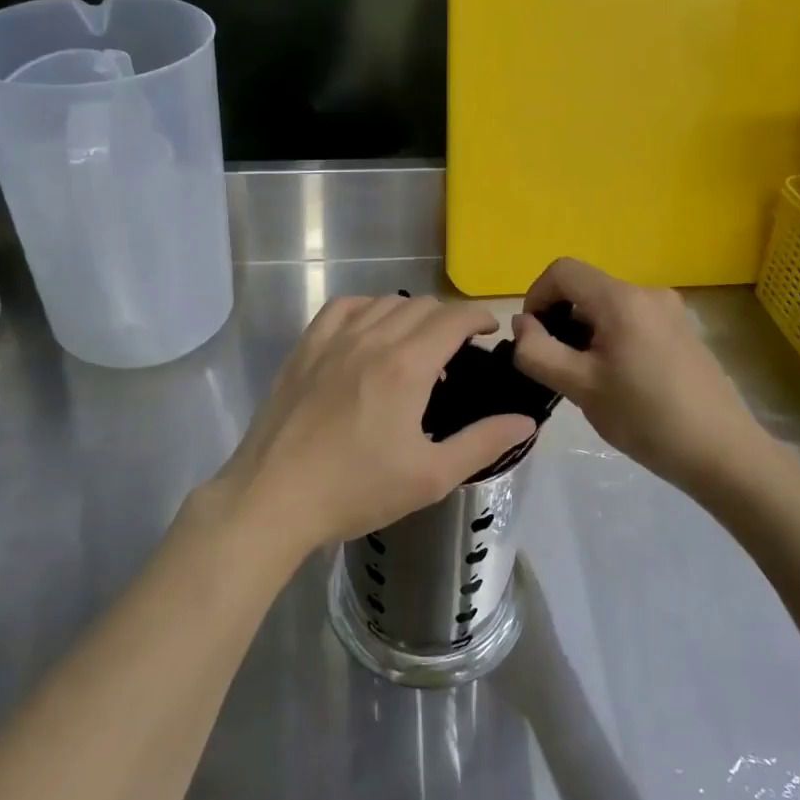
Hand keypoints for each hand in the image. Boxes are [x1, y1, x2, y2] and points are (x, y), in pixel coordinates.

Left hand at [215, 295, 536, 556]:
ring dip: (410, 313)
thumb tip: (525, 422)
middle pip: (421, 306)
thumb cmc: (356, 490)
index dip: (478, 317)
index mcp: (407, 366)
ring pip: (383, 302)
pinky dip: (366, 308)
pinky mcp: (305, 349)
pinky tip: (369, 330)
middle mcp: (372, 339)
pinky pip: (342, 307)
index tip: (490, 331)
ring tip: (416, 343)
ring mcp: (333, 340)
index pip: (453, 318)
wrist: (275, 497)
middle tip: (457, 350)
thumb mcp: (430, 476)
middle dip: (448, 318)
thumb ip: (482, 443)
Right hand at [510, 257, 774, 495]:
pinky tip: (620, 382)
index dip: (536, 296)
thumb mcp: (579, 387)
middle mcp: (648, 293)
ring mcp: (670, 311)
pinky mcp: (682, 331)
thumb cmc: (646, 418)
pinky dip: (611, 339)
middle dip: (560, 320)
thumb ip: (538, 351)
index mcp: (622, 300)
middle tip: (559, 367)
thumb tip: (521, 324)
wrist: (723, 453)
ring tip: (589, 380)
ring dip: (585, 333)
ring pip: (607, 307)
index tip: (533, 338)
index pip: (562, 271)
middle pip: (585, 288)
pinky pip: (631, 320)